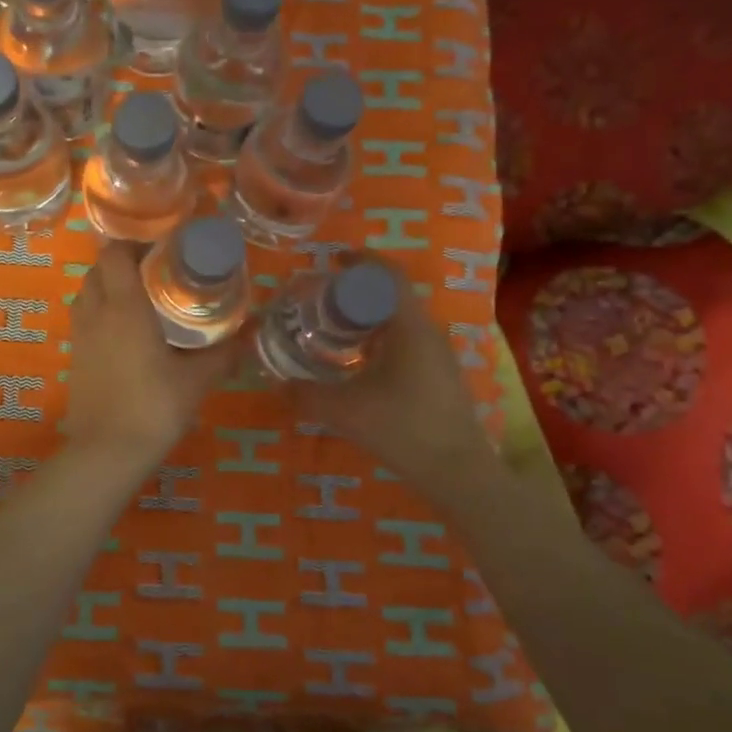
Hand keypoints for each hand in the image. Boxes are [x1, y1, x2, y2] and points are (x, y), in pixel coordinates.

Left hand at [64, 244, 236, 460]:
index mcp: (124, 307)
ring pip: (87, 293)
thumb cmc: (154, 407)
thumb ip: (224, 352)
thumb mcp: (197, 380)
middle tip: (155, 275)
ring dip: (107, 287)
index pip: (115, 253)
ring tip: (140, 301)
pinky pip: (84, 319)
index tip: (163, 251)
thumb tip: (252, 332)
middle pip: (97, 269)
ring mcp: (80, 336)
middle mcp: (96, 313)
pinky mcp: (75, 358)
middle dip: (122, 264)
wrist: (107, 451)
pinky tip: (125, 334)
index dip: (134, 244)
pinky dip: (100, 313)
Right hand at [296, 272, 496, 486]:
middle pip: (392, 296)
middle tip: (322, 300)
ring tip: (334, 329)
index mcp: (408, 327)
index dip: (362, 260)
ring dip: (369, 318)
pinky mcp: (440, 376)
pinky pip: (407, 342)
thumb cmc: (401, 428)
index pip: (388, 275)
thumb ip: (305, 395)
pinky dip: (380, 340)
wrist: (457, 471)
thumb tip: (275, 384)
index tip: (333, 259)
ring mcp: (438, 355)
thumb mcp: (343, 411)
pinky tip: (359, 364)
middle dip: (358, 292)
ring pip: (400, 322)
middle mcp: (427, 333)